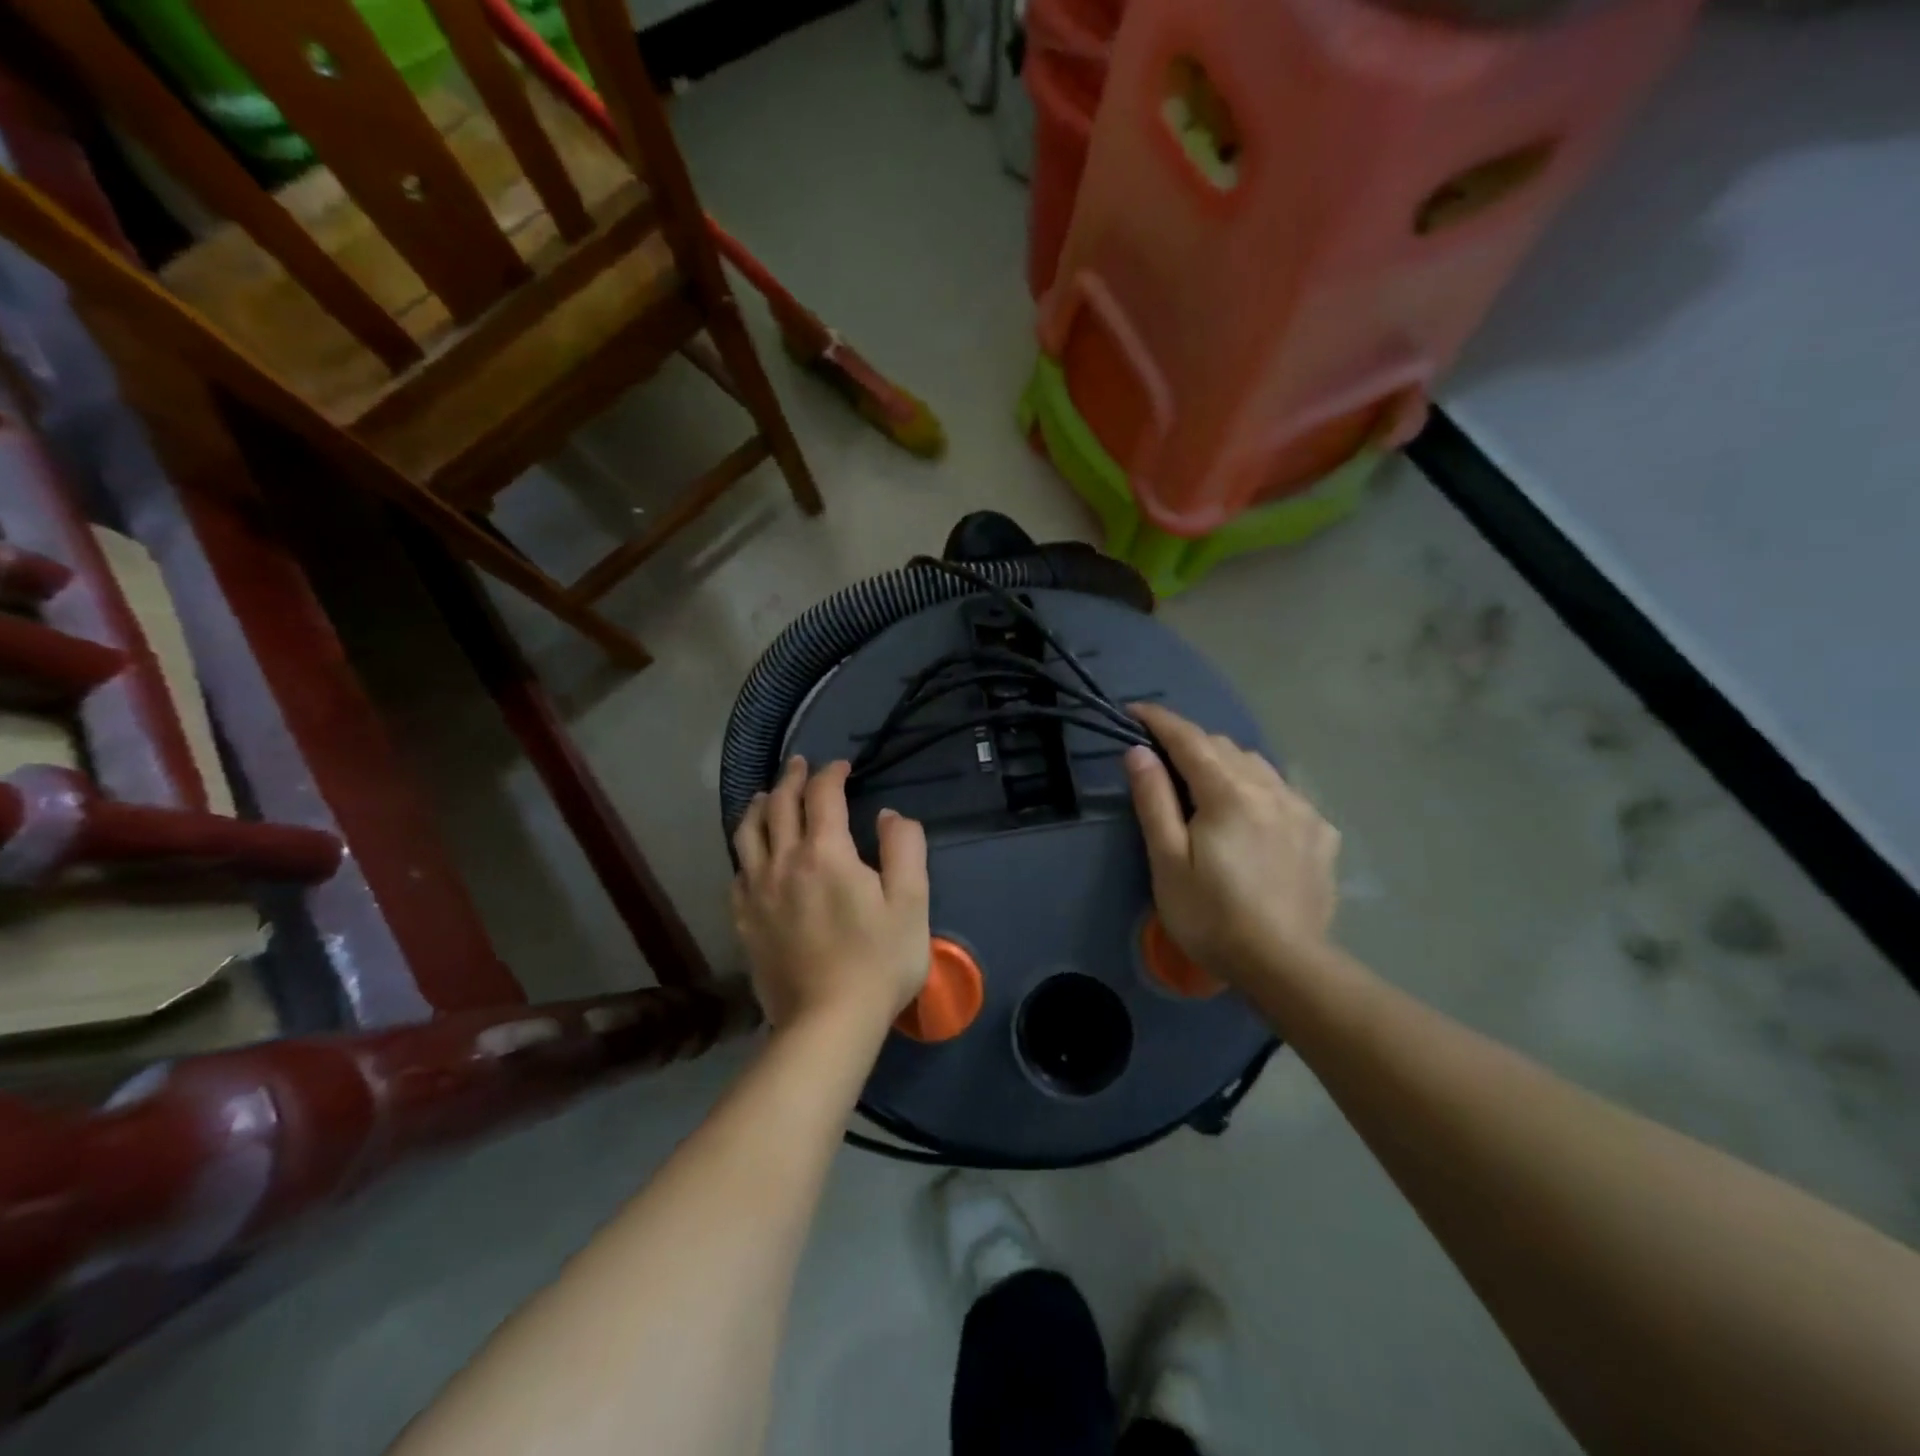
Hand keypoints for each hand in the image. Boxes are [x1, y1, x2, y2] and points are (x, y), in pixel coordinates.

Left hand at [731, 757, 931, 1031]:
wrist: (827, 1023)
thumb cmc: (878, 961)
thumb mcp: (911, 902)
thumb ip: (904, 849)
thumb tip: (888, 816)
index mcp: (825, 853)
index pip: (822, 795)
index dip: (831, 774)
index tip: (842, 767)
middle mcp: (783, 862)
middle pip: (780, 805)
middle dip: (792, 778)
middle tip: (800, 764)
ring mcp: (757, 892)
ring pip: (748, 833)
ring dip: (760, 806)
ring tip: (767, 796)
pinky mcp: (744, 921)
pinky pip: (737, 871)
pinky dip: (745, 849)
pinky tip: (752, 853)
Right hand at [1124, 702, 1339, 986]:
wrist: (1285, 966)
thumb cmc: (1211, 916)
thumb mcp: (1167, 861)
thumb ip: (1154, 800)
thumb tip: (1138, 752)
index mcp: (1229, 793)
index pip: (1190, 738)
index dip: (1159, 720)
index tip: (1134, 710)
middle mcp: (1270, 789)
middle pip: (1224, 747)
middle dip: (1191, 744)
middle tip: (1163, 763)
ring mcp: (1302, 810)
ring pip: (1258, 766)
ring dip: (1226, 763)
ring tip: (1206, 787)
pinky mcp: (1321, 834)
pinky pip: (1284, 793)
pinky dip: (1258, 790)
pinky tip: (1253, 818)